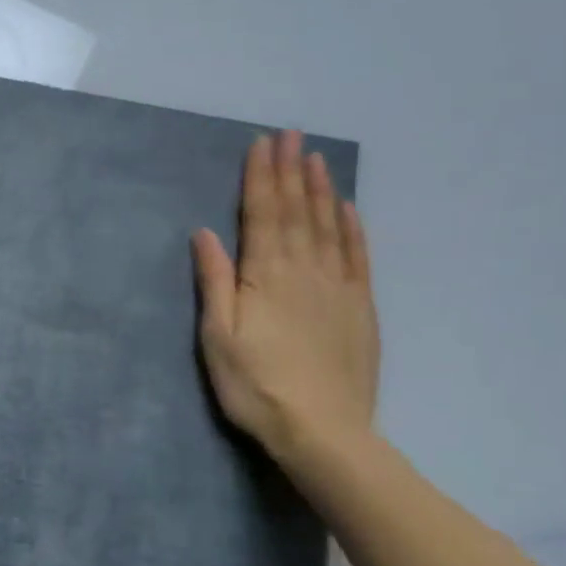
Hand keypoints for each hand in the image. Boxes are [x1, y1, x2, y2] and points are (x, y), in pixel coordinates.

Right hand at [192, 130, 379, 460]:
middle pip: (296, 211)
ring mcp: (338, 287)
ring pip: (328, 226)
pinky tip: (348, 208)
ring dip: (320, 189)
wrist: (322, 431)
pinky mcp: (360, 307)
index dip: (260, 177)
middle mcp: (304, 270)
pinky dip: (353, 228)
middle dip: (290, 171)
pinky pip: (358, 257)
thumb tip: (205, 232)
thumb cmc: (255, 385)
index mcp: (265, 275)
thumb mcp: (218, 336)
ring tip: (315, 157)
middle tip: (290, 135)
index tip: (261, 144)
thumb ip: (215, 281)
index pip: (262, 214)